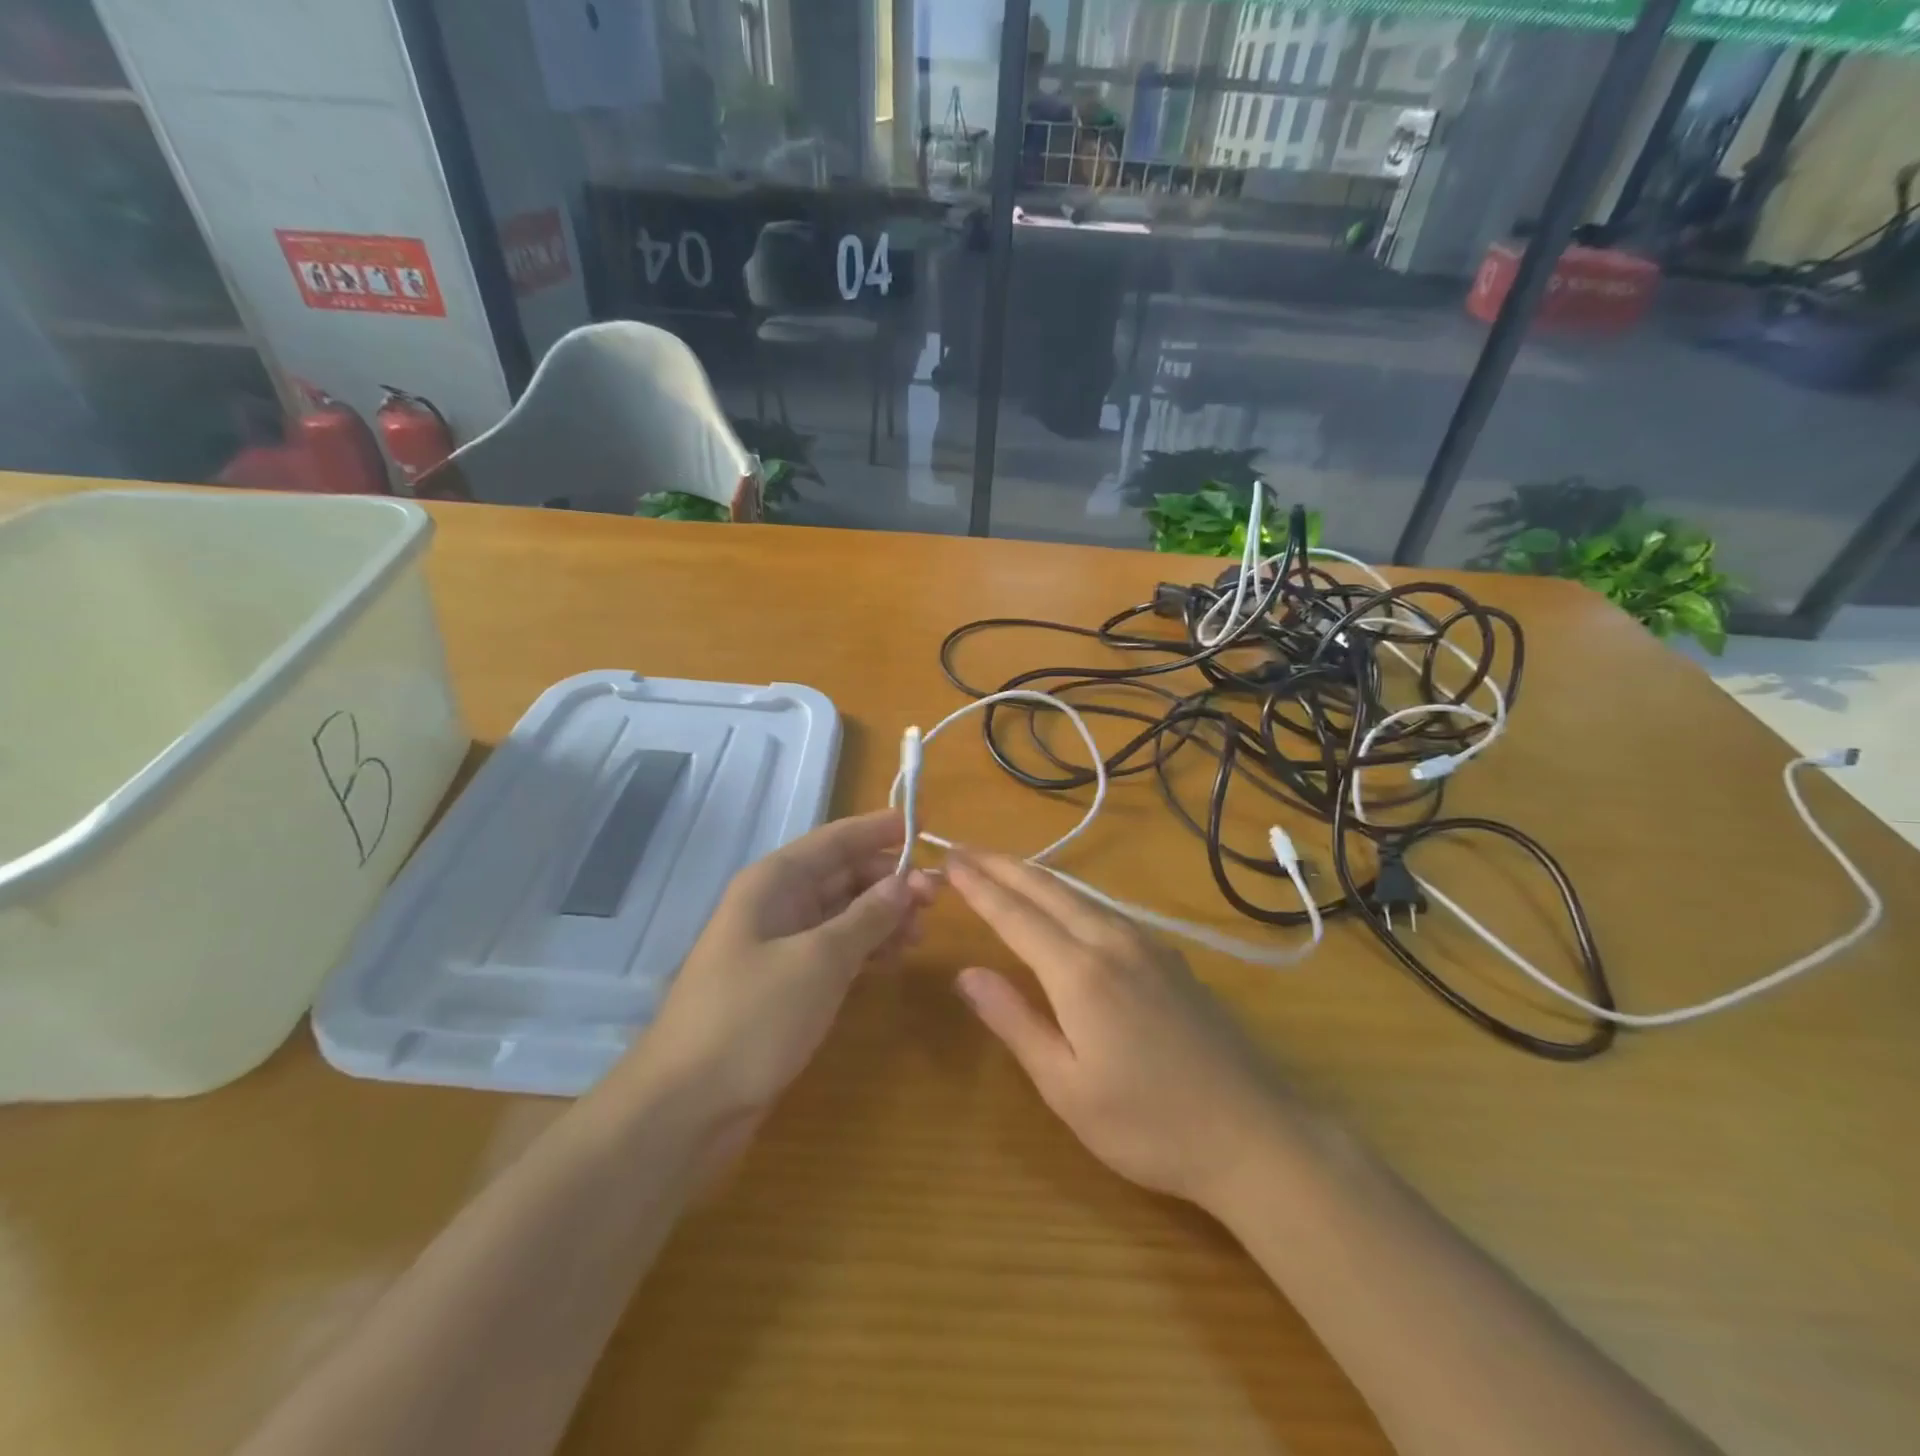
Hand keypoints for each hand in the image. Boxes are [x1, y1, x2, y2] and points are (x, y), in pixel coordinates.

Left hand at [617, 811, 937, 1125]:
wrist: (687, 1106)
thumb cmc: (753, 1017)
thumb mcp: (820, 960)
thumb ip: (868, 917)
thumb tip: (907, 881)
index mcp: (774, 883)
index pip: (835, 840)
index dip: (878, 830)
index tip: (923, 824)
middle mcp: (775, 905)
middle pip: (841, 875)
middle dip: (888, 880)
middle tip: (938, 896)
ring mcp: (779, 946)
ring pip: (841, 915)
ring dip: (882, 917)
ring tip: (922, 933)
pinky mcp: (785, 985)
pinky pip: (834, 950)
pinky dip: (865, 949)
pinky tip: (894, 959)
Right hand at [948, 847, 1294, 1211]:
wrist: (1254, 1134)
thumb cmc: (1148, 1124)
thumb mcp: (1066, 1087)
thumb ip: (1014, 1021)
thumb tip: (965, 974)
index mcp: (1080, 972)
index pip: (1015, 915)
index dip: (979, 886)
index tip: (948, 859)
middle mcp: (1112, 942)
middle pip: (1047, 889)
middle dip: (1001, 866)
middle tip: (963, 849)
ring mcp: (1146, 945)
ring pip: (1079, 894)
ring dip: (1034, 875)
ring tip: (1001, 867)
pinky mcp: (1168, 957)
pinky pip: (1105, 909)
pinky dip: (1068, 894)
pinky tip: (1063, 902)